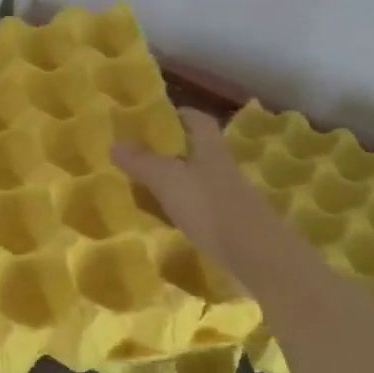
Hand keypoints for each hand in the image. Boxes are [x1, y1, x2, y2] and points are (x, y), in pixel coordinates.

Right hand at [113, 109, 292, 290]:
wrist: (259, 257)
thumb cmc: (212, 209)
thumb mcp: (169, 181)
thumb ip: (142, 162)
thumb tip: (114, 144)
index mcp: (211, 149)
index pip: (197, 120)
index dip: (179, 115)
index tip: (155, 119)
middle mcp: (223, 168)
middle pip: (199, 150)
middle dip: (173, 150)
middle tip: (142, 156)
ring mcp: (231, 198)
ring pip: (200, 180)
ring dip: (178, 182)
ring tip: (148, 189)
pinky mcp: (233, 225)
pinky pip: (204, 208)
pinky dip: (186, 209)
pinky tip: (169, 221)